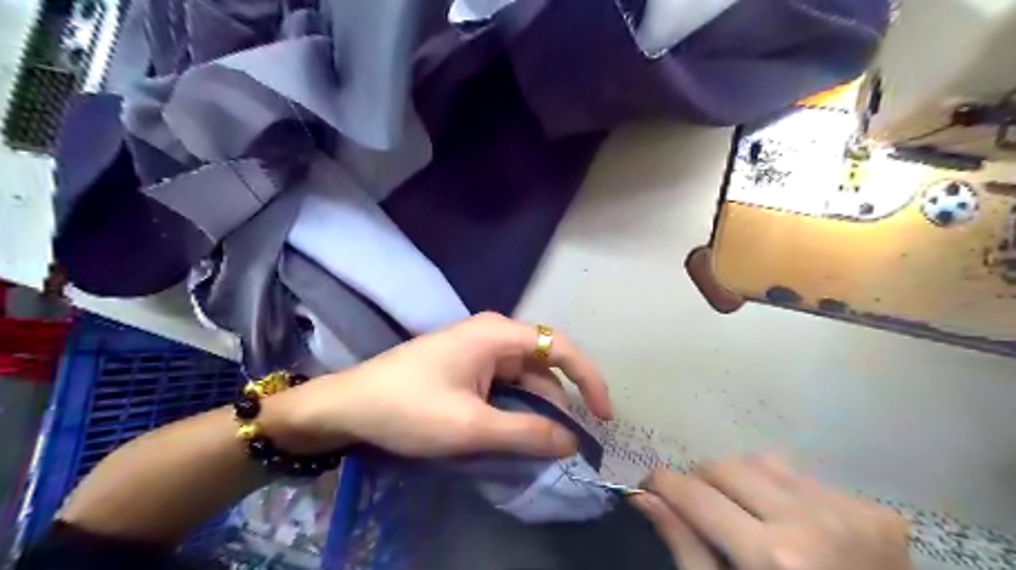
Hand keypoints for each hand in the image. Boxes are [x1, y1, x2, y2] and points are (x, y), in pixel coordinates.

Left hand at [267, 312, 610, 457]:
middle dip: (561, 403)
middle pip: (543, 365)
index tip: (603, 416)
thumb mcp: (472, 426)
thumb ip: (527, 433)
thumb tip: (572, 443)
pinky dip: (516, 408)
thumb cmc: (409, 408)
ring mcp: (478, 349)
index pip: (560, 347)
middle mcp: (493, 334)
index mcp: (498, 334)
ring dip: (537, 409)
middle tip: (571, 444)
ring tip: (545, 446)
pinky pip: (504, 385)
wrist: (349, 405)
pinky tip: (517, 432)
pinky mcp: (467, 365)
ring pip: (524, 378)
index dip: (588, 379)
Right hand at [634, 457, 913, 569]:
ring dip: (742, 482)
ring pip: (762, 463)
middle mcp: (812, 523)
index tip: (649, 483)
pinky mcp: (878, 513)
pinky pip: (803, 478)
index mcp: (773, 558)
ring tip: (745, 514)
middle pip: (726, 467)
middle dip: (701, 481)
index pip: (696, 494)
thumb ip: (684, 546)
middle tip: (697, 506)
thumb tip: (644, 496)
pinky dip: (781, 492)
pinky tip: (791, 524)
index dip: (663, 482)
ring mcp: (852, 514)